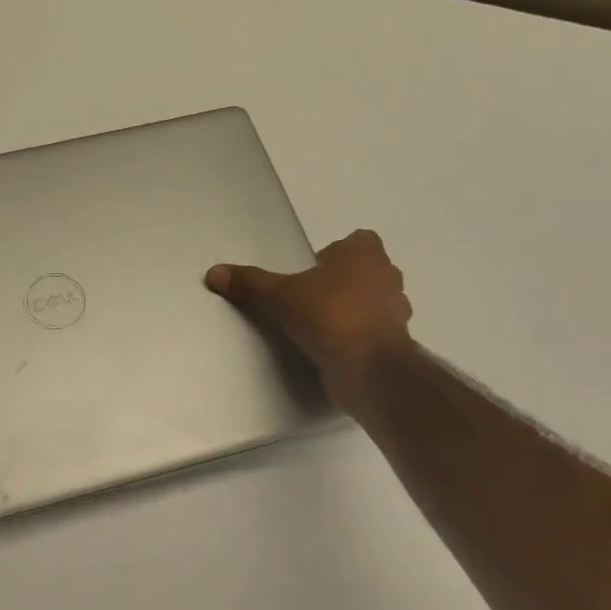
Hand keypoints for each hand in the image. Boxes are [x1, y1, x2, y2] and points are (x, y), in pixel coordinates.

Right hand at [206, 229, 412, 415]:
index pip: (358, 241)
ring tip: (319, 325)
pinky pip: (373, 332)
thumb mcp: (280, 296)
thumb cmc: (329, 315)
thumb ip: (250, 283)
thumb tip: (213, 273)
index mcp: (365, 253)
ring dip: (353, 310)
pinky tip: (332, 348)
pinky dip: (357, 337)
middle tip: (310, 297)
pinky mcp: (396, 343)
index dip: (336, 253)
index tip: (312, 271)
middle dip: (343, 282)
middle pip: (366, 271)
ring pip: (373, 302)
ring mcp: (397, 311)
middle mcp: (387, 276)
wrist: (368, 368)